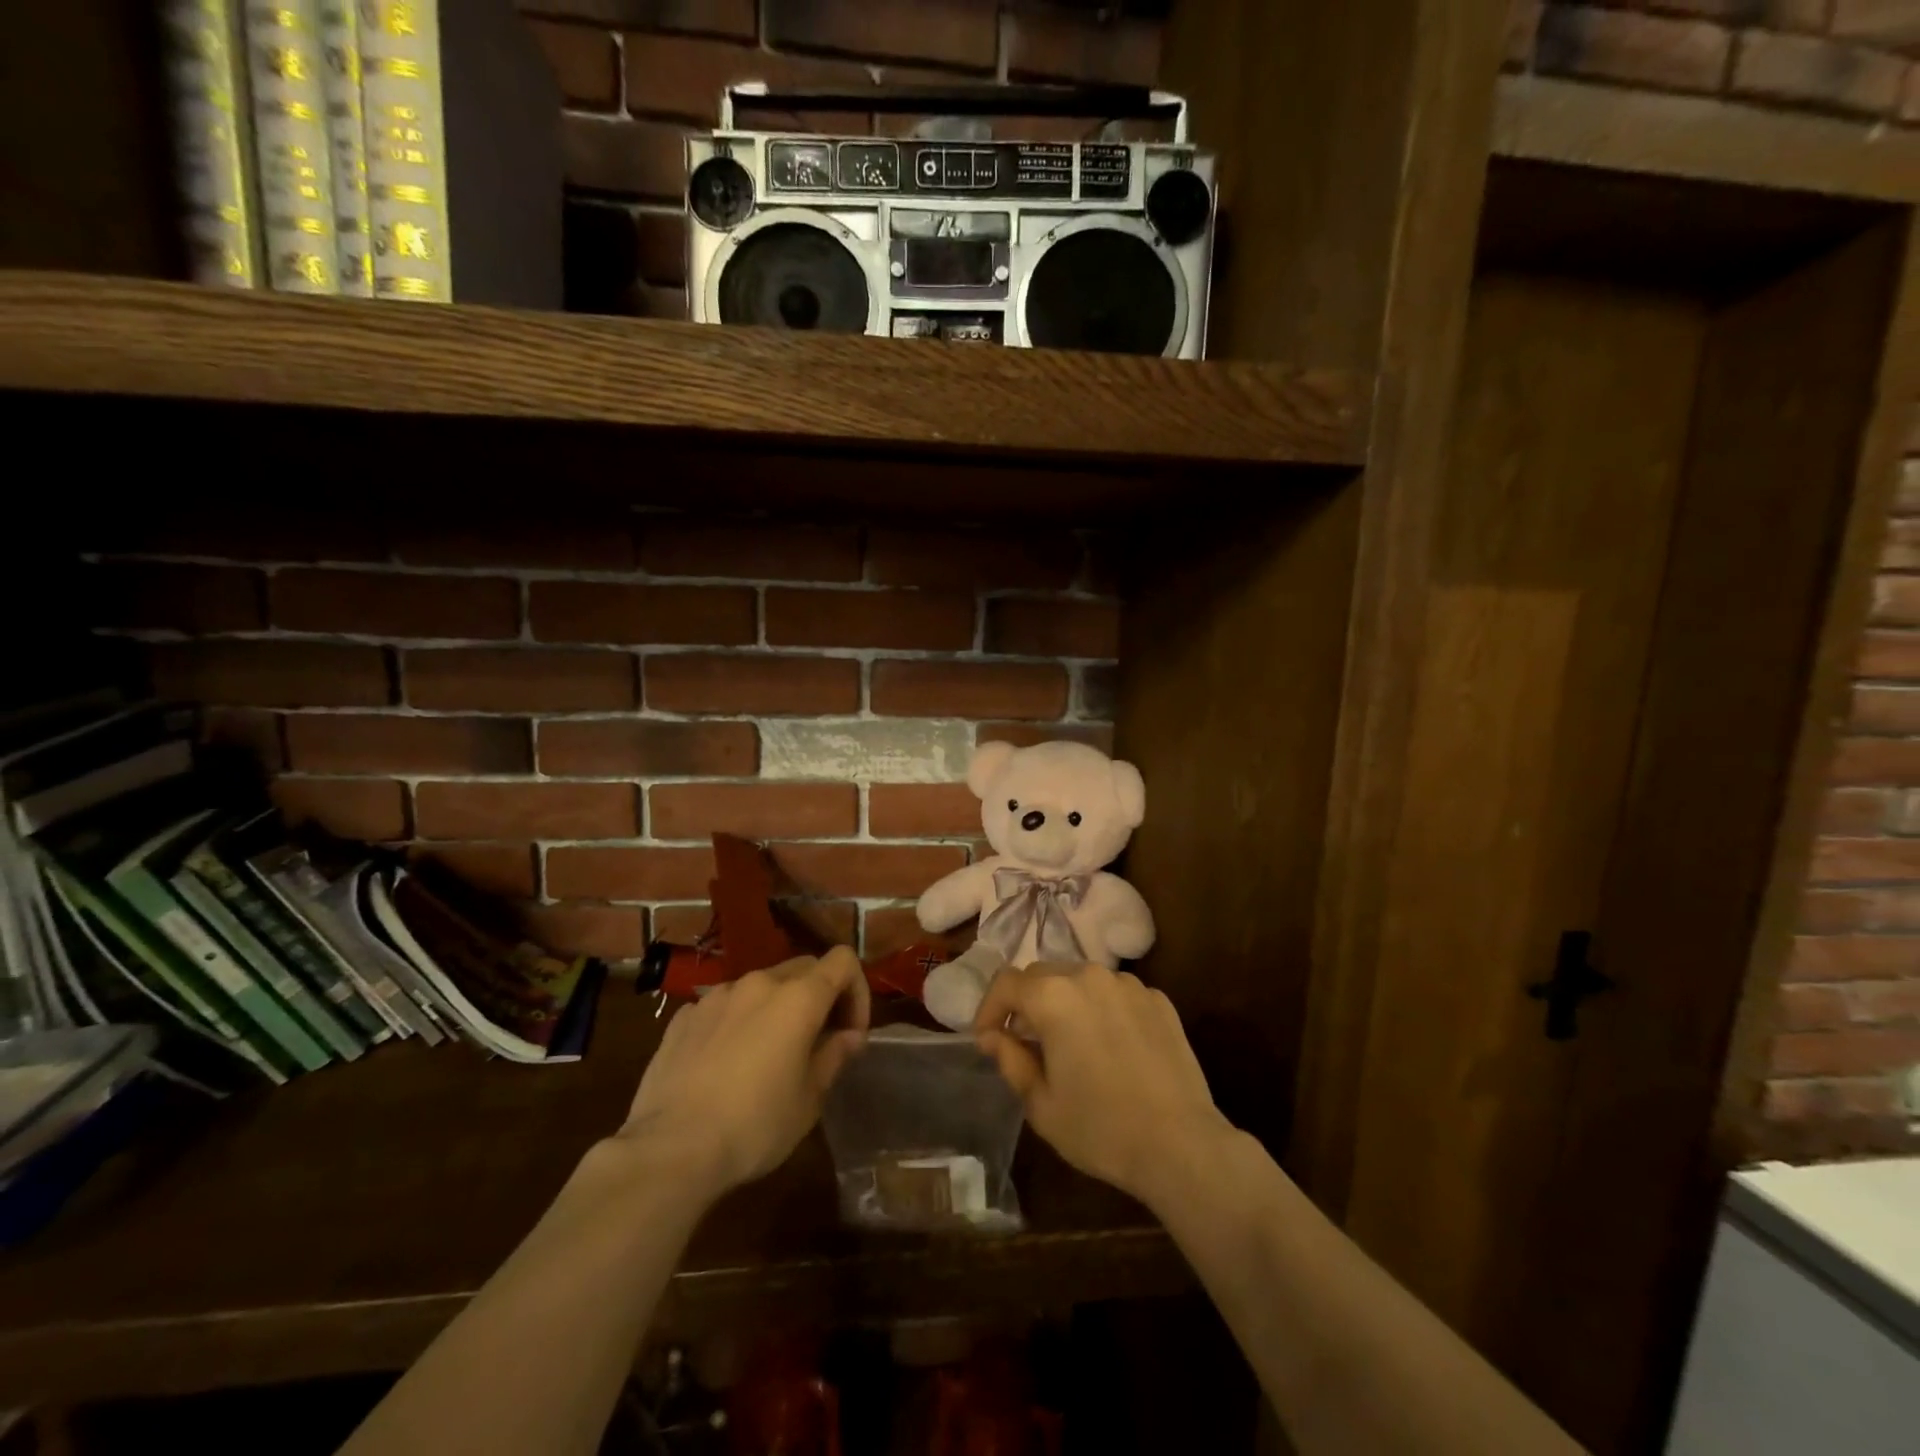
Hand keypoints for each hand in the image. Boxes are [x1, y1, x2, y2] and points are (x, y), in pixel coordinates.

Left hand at [615, 948, 869, 1198]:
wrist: (670, 1149)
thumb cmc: (755, 1125)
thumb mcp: (809, 1099)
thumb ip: (834, 1056)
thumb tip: (849, 1036)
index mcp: (798, 997)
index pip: (843, 961)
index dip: (857, 991)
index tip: (850, 1033)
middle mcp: (759, 983)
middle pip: (804, 968)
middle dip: (819, 997)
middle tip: (817, 1042)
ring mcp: (717, 996)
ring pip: (761, 986)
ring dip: (776, 1009)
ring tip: (768, 1055)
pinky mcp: (684, 1016)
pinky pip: (724, 1007)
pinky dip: (737, 1022)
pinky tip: (725, 1064)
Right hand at [973, 963, 1231, 1206]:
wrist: (1181, 1145)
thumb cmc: (1100, 1128)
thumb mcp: (1041, 1103)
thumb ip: (1010, 1059)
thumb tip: (992, 1036)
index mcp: (1053, 997)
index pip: (1006, 983)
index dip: (989, 1008)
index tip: (986, 1038)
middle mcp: (1089, 976)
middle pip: (1043, 975)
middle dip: (1026, 1003)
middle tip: (1025, 1042)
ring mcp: (1128, 984)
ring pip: (1081, 980)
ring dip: (1065, 1003)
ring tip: (1069, 1043)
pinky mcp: (1158, 999)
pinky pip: (1115, 994)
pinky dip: (1101, 1010)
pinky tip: (1109, 1047)